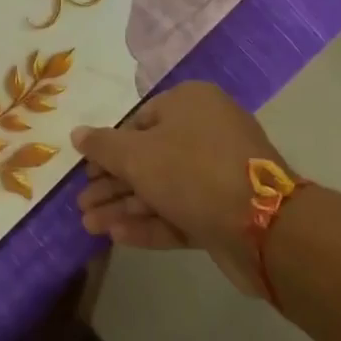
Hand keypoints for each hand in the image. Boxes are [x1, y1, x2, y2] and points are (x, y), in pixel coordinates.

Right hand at [73, 81, 299, 295]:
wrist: (264, 225)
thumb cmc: (191, 171)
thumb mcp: (137, 154)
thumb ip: (103, 146)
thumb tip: (77, 134)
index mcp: (191, 103)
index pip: (139, 120)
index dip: (108, 148)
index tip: (86, 171)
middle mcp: (207, 132)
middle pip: (149, 157)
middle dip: (112, 184)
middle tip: (82, 205)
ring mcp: (220, 173)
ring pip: (163, 188)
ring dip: (125, 207)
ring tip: (89, 226)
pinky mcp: (226, 211)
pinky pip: (181, 211)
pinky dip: (151, 223)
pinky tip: (117, 237)